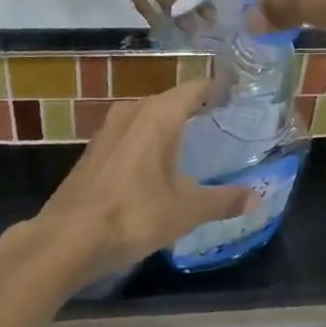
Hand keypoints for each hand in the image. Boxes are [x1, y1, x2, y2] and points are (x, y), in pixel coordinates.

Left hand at [34, 80, 252, 282]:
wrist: (66, 239)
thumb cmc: (133, 215)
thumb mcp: (186, 211)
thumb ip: (223, 200)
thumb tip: (259, 198)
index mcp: (160, 114)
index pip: (196, 87)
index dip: (218, 88)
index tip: (237, 93)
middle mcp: (134, 110)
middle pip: (172, 100)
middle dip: (196, 107)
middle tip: (222, 120)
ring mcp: (110, 128)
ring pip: (148, 116)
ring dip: (170, 124)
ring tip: (194, 140)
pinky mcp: (95, 149)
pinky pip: (131, 133)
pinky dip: (149, 140)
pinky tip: (157, 163)